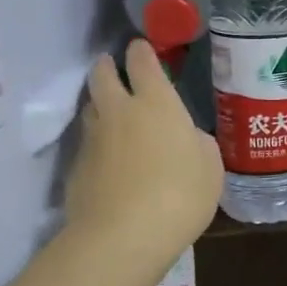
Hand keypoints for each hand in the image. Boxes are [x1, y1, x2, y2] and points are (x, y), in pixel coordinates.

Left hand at [63, 41, 222, 274]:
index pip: (142, 62)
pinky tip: (109, 161)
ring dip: (100, 104)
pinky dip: (97, 144)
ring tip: (113, 115)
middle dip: (107, 67)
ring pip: (91, 108)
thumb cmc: (180, 195)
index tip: (141, 48)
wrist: (123, 236)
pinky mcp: (76, 168)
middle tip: (114, 69)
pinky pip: (87, 144)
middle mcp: (119, 111)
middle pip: (102, 75)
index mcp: (157, 103)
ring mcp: (93, 139)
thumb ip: (198, 143)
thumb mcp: (210, 167)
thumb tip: (186, 138)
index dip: (141, 52)